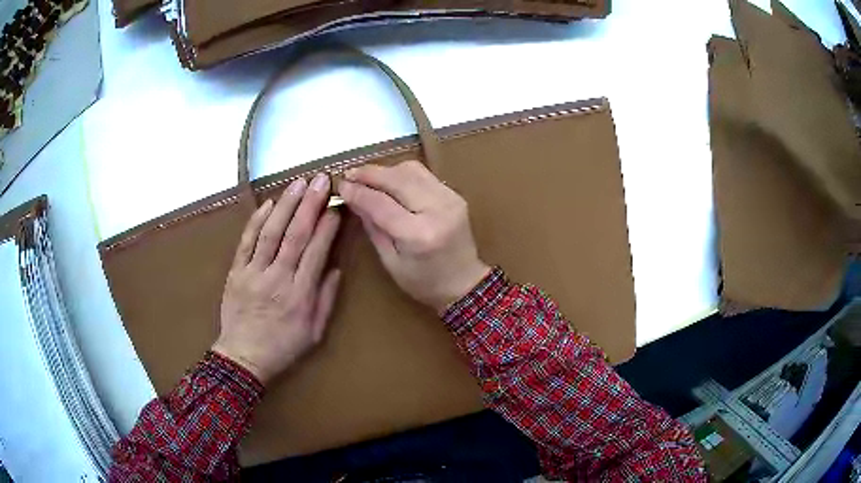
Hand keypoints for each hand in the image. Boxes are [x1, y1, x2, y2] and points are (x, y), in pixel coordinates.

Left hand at [213, 174, 341, 383]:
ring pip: (271, 232)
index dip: (327, 226)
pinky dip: (256, 221)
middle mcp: (278, 278)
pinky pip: (246, 242)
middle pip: (295, 235)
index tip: (337, 206)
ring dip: (286, 205)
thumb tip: (336, 268)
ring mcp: (254, 273)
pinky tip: (268, 204)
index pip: (316, 251)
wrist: (243, 357)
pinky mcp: (236, 272)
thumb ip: (326, 299)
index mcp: (300, 295)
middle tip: (322, 180)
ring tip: (299, 183)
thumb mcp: (315, 332)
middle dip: (310, 204)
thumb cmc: (283, 347)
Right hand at [338, 160, 489, 312]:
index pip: (381, 204)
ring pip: (412, 170)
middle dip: (369, 173)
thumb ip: (373, 227)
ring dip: (386, 170)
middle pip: (397, 179)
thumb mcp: (390, 262)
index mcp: (419, 235)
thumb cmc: (424, 282)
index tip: (341, 185)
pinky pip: (424, 174)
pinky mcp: (454, 194)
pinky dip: (402, 174)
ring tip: (367, 177)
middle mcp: (437, 210)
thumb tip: (354, 198)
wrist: (465, 282)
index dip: (358, 192)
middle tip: (349, 174)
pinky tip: (389, 181)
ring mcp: (450, 198)